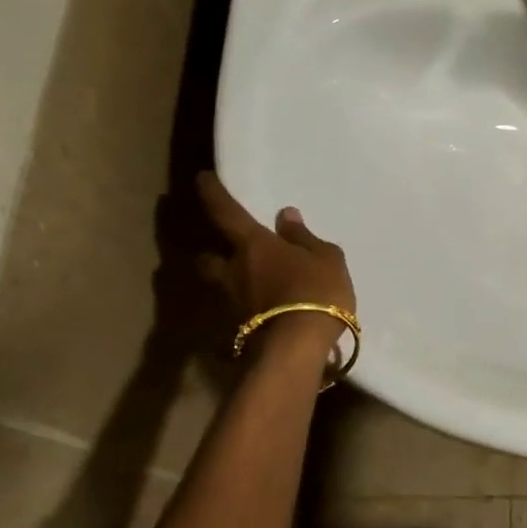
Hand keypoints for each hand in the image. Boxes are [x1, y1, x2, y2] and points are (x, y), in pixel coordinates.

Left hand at [196, 172, 355, 354]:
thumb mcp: (325, 259)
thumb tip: (285, 216)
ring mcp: (232, 304)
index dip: (212, 194)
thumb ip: (304, 238)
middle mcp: (234, 272)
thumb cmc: (316, 292)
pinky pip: (237, 313)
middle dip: (211, 253)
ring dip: (227, 283)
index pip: (226, 212)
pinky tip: (262, 313)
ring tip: (245, 286)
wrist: (297, 349)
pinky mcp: (237, 332)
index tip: (201, 179)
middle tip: (222, 252)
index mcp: (253, 245)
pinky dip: (245, 310)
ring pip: (220, 287)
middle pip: (208, 258)